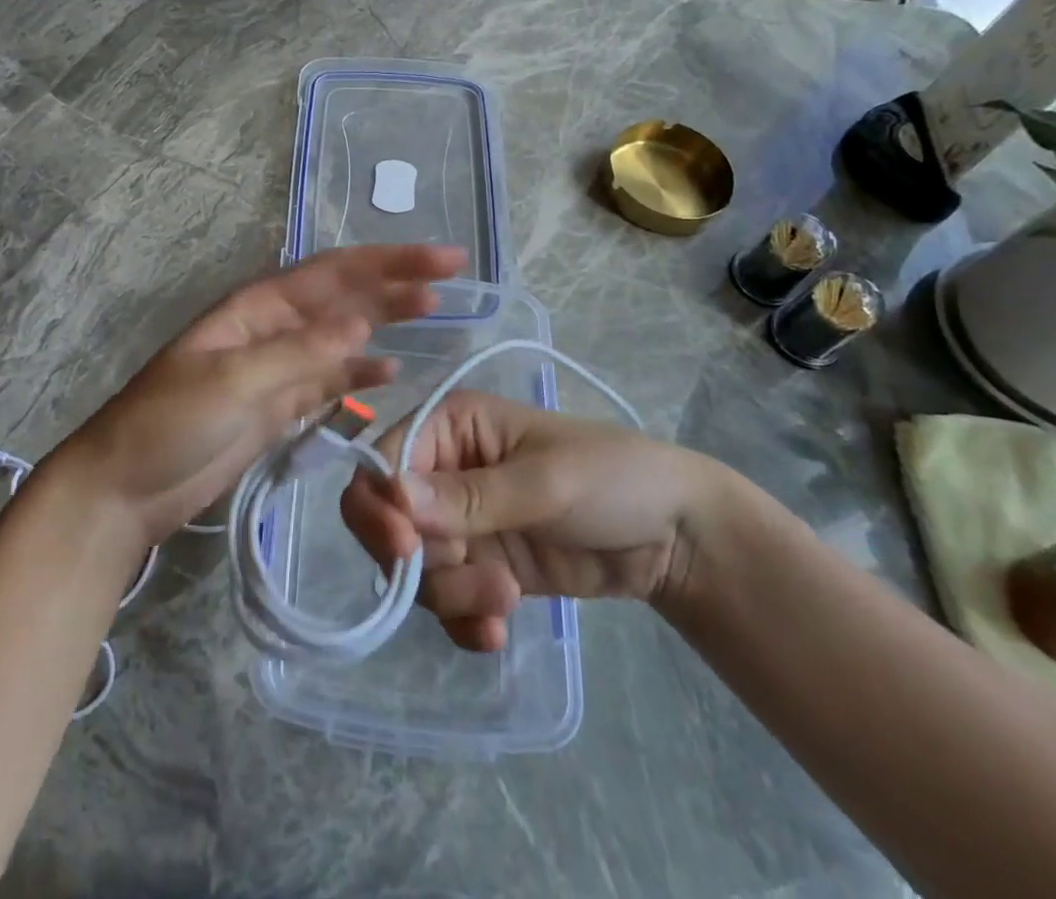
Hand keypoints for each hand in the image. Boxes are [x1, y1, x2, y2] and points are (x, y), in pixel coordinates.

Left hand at [53, 244, 468, 546]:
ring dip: (384, 322)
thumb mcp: (231, 381)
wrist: (125, 488)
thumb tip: (363, 324)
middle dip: (395, 282)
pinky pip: (329, 382)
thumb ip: (298, 354)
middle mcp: (272, 327)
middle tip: (452, 276)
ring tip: (432, 313)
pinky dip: (359, 376)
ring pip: (342, 336)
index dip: (389, 261)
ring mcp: (277, 368)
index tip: (442, 259)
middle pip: (344, 296)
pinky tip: (390, 374)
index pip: (334, 272)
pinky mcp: (278, 407)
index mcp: (258, 306)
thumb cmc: (168, 423)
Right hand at [340, 391, 725, 651]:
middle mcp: (443, 471)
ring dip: (453, 595)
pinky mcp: (480, 567)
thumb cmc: (612, 478)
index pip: (384, 461)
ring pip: (416, 569)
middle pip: (389, 521)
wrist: (675, 538)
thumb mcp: (544, 483)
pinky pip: (446, 600)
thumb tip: (393, 495)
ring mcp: (461, 523)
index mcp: (450, 426)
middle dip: (422, 561)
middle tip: (478, 583)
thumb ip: (469, 496)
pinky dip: (464, 621)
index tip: (404, 549)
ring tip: (506, 599)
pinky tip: (498, 630)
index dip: (380, 504)